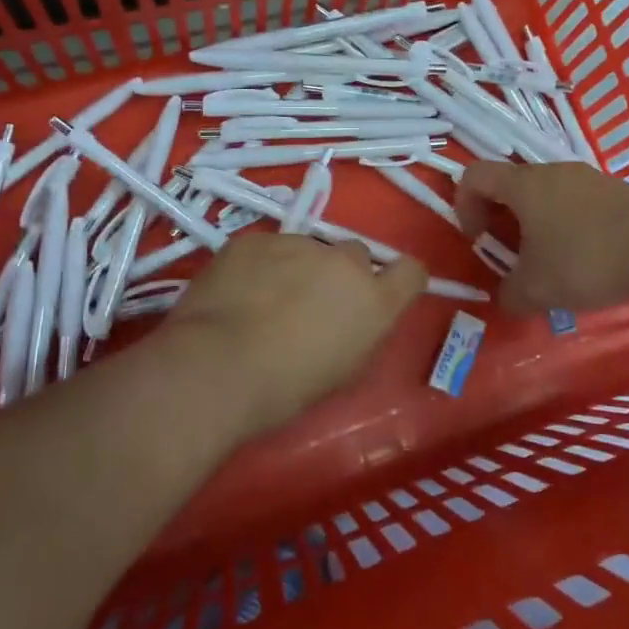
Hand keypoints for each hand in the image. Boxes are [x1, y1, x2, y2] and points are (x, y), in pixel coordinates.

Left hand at [161, 232, 426, 434]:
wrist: (217, 368)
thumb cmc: (285, 389)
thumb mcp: (342, 371)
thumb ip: (360, 332)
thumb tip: (352, 317)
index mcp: (375, 301)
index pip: (411, 271)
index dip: (398, 279)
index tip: (381, 293)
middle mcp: (345, 262)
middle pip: (355, 255)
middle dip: (340, 273)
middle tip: (311, 303)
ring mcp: (299, 243)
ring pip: (308, 248)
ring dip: (297, 267)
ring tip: (263, 300)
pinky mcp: (257, 238)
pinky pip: (267, 247)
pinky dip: (259, 265)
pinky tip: (236, 293)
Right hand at [454, 161, 628, 312]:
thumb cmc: (588, 258)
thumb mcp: (538, 289)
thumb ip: (510, 294)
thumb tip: (507, 296)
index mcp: (523, 186)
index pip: (474, 176)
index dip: (464, 205)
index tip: (478, 240)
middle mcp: (551, 173)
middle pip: (511, 186)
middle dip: (502, 221)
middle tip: (512, 258)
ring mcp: (586, 178)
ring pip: (545, 196)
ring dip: (536, 226)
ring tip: (551, 265)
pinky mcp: (615, 191)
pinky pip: (575, 204)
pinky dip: (567, 227)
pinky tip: (587, 261)